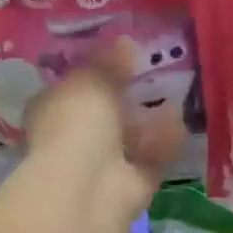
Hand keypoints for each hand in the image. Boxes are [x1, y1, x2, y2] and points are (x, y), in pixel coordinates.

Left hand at [22, 43, 182, 216]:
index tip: (119, 56)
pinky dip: (164, 145)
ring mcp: (102, 168)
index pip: (70, 89)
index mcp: (51, 112)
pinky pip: (149, 161)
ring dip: (149, 123)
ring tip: (175, 95)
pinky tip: (181, 124)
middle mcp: (73, 140)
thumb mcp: (92, 81)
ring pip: (129, 140)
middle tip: (154, 74)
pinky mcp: (130, 188)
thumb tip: (125, 42)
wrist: (88, 189)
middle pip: (103, 116)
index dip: (92, 74)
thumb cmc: (76, 125)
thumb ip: (109, 63)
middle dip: (126, 99)